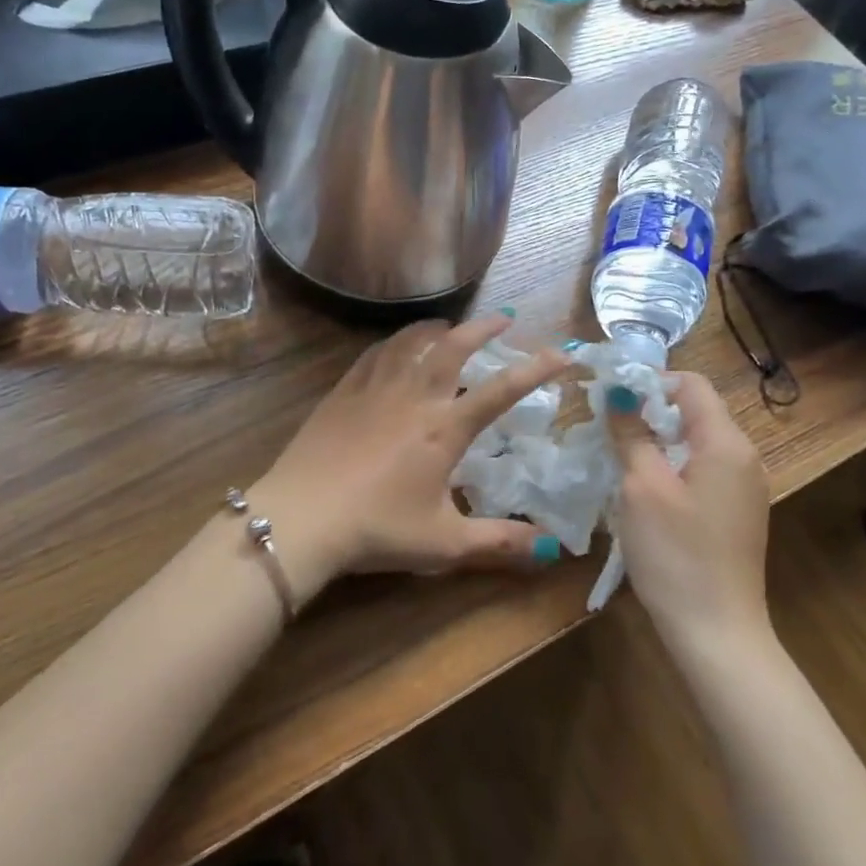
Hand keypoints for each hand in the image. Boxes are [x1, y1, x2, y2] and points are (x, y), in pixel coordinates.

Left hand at [251, 313, 574, 602]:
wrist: (301, 517)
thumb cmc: (377, 530)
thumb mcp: (444, 544)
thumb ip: (499, 542)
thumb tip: (550, 548)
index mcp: (444, 428)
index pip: (502, 390)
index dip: (537, 369)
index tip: (563, 353)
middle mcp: (414, 397)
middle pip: (454, 346)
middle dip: (484, 328)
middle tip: (504, 318)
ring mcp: (375, 389)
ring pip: (411, 341)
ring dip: (437, 328)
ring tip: (450, 325)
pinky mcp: (343, 392)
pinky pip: (375, 354)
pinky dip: (395, 343)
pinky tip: (396, 347)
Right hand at [606, 372, 772, 648]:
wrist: (717, 632)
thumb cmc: (675, 553)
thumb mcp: (642, 487)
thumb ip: (631, 433)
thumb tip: (619, 393)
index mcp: (726, 443)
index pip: (692, 385)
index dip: (650, 382)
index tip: (611, 399)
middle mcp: (745, 458)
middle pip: (696, 412)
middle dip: (651, 412)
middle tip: (610, 431)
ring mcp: (746, 488)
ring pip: (698, 442)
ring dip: (660, 441)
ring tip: (622, 460)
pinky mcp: (738, 513)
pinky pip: (705, 470)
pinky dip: (675, 467)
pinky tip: (647, 493)